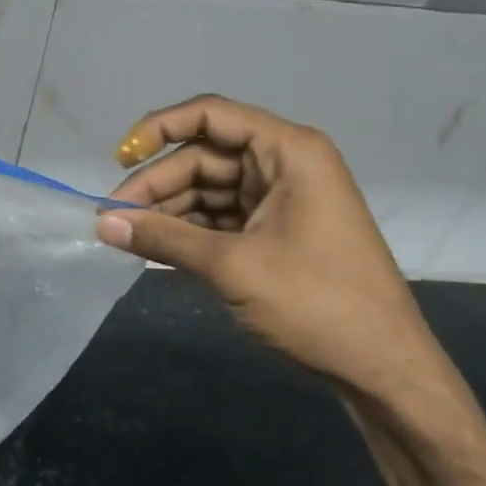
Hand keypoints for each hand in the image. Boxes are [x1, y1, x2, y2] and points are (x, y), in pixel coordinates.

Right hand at [95, 95, 441, 397]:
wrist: (384, 370)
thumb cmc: (316, 303)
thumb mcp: (231, 266)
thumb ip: (163, 237)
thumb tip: (101, 223)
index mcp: (288, 151)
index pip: (210, 116)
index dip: (158, 129)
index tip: (120, 159)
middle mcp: (285, 165)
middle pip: (203, 156)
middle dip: (157, 184)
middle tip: (113, 217)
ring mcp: (282, 199)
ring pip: (208, 188)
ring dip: (168, 210)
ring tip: (127, 236)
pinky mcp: (276, 231)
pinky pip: (221, 217)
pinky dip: (189, 230)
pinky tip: (157, 248)